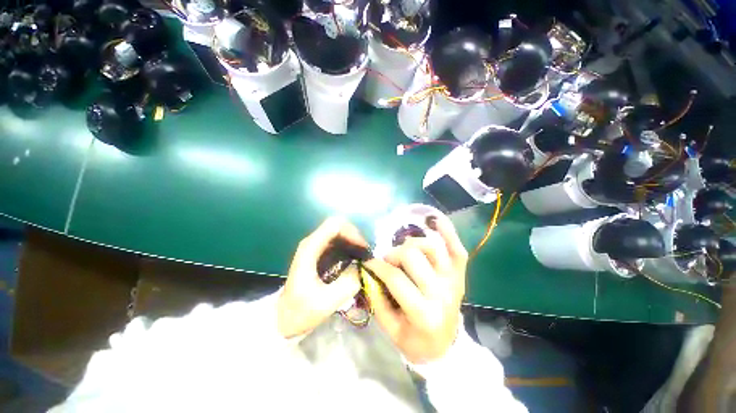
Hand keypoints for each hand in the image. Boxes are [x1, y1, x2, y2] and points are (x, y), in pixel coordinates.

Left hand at [277, 217, 366, 338]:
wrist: (283, 318)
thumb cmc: (301, 311)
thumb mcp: (326, 302)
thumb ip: (347, 284)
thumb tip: (362, 267)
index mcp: (310, 248)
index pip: (334, 225)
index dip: (352, 233)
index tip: (362, 249)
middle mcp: (312, 242)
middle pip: (338, 226)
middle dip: (355, 237)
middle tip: (365, 254)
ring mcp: (315, 247)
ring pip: (339, 233)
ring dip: (353, 242)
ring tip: (363, 258)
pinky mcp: (319, 254)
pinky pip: (338, 243)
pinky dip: (349, 248)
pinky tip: (355, 261)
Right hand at [363, 215, 467, 363]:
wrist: (444, 346)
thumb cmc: (414, 339)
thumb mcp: (390, 329)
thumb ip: (377, 299)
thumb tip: (368, 272)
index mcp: (423, 313)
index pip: (395, 278)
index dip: (377, 266)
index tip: (368, 262)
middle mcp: (442, 293)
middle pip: (413, 257)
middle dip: (393, 254)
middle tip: (387, 260)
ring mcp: (453, 281)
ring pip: (432, 247)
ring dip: (413, 243)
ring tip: (405, 249)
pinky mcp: (460, 275)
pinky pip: (457, 249)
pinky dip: (448, 233)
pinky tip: (436, 221)